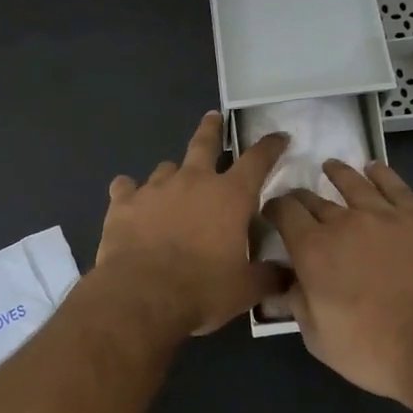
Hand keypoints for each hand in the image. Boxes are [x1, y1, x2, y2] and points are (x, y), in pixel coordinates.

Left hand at [96, 112, 288, 337]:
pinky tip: (129, 199)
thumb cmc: (201, 290)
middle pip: (204, 143)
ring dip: (173, 173)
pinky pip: (126, 187)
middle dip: (212, 129)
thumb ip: (269, 277)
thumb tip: (289, 276)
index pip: (257, 160)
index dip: (270, 146)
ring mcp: (155, 188)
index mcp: (229, 196)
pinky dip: (130, 191)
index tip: (278, 137)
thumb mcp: (245, 290)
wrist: (141, 295)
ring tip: (173, 182)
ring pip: (166, 167)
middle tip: (213, 117)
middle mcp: (193, 181)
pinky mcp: (123, 202)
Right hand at [265, 160, 412, 399]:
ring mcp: (383, 216)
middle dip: (300, 197)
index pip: (284, 212)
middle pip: (313, 198)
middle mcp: (343, 223)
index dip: (273, 208)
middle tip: (298, 200)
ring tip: (331, 167)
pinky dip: (380, 174)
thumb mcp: (319, 339)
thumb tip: (288, 283)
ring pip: (353, 182)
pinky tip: (374, 169)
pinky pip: (395, 186)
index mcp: (312, 250)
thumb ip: (297, 304)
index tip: (272, 212)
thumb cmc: (373, 350)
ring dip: (337, 173)